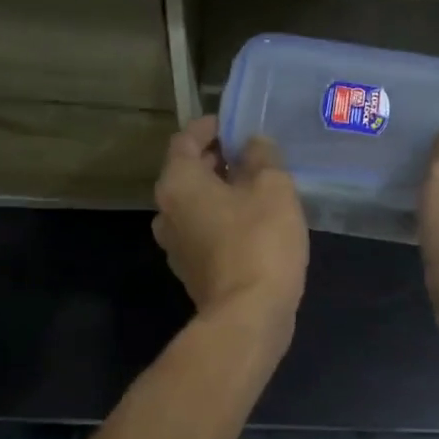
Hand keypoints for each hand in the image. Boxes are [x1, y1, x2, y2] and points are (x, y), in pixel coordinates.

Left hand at [153, 116, 308, 336]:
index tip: (235, 123)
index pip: (186, 140)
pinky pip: (204, 232)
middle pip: (188, 173)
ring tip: (257, 187)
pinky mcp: (192, 271)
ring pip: (196, 205)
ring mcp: (176, 245)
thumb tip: (254, 144)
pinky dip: (223, 219)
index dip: (210, 126)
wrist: (249, 315)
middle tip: (252, 153)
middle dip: (218, 159)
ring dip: (221, 192)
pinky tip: (255, 222)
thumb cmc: (259, 240)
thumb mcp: (272, 187)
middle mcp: (166, 211)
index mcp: (178, 183)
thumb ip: (262, 157)